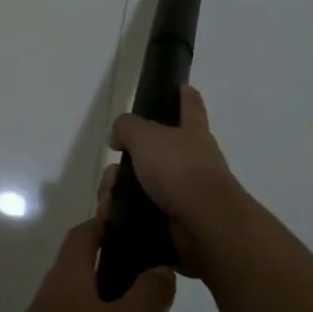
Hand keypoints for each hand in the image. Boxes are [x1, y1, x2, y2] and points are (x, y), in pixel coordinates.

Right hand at [107, 85, 249, 272]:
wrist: (204, 225)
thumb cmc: (179, 170)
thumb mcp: (145, 136)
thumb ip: (127, 127)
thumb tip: (119, 138)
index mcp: (191, 133)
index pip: (190, 106)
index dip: (185, 95)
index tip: (182, 86)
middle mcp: (191, 160)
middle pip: (151, 153)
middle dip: (124, 164)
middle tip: (112, 175)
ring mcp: (184, 192)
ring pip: (140, 185)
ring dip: (118, 193)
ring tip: (108, 203)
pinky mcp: (174, 221)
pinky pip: (140, 213)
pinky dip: (123, 216)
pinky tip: (112, 219)